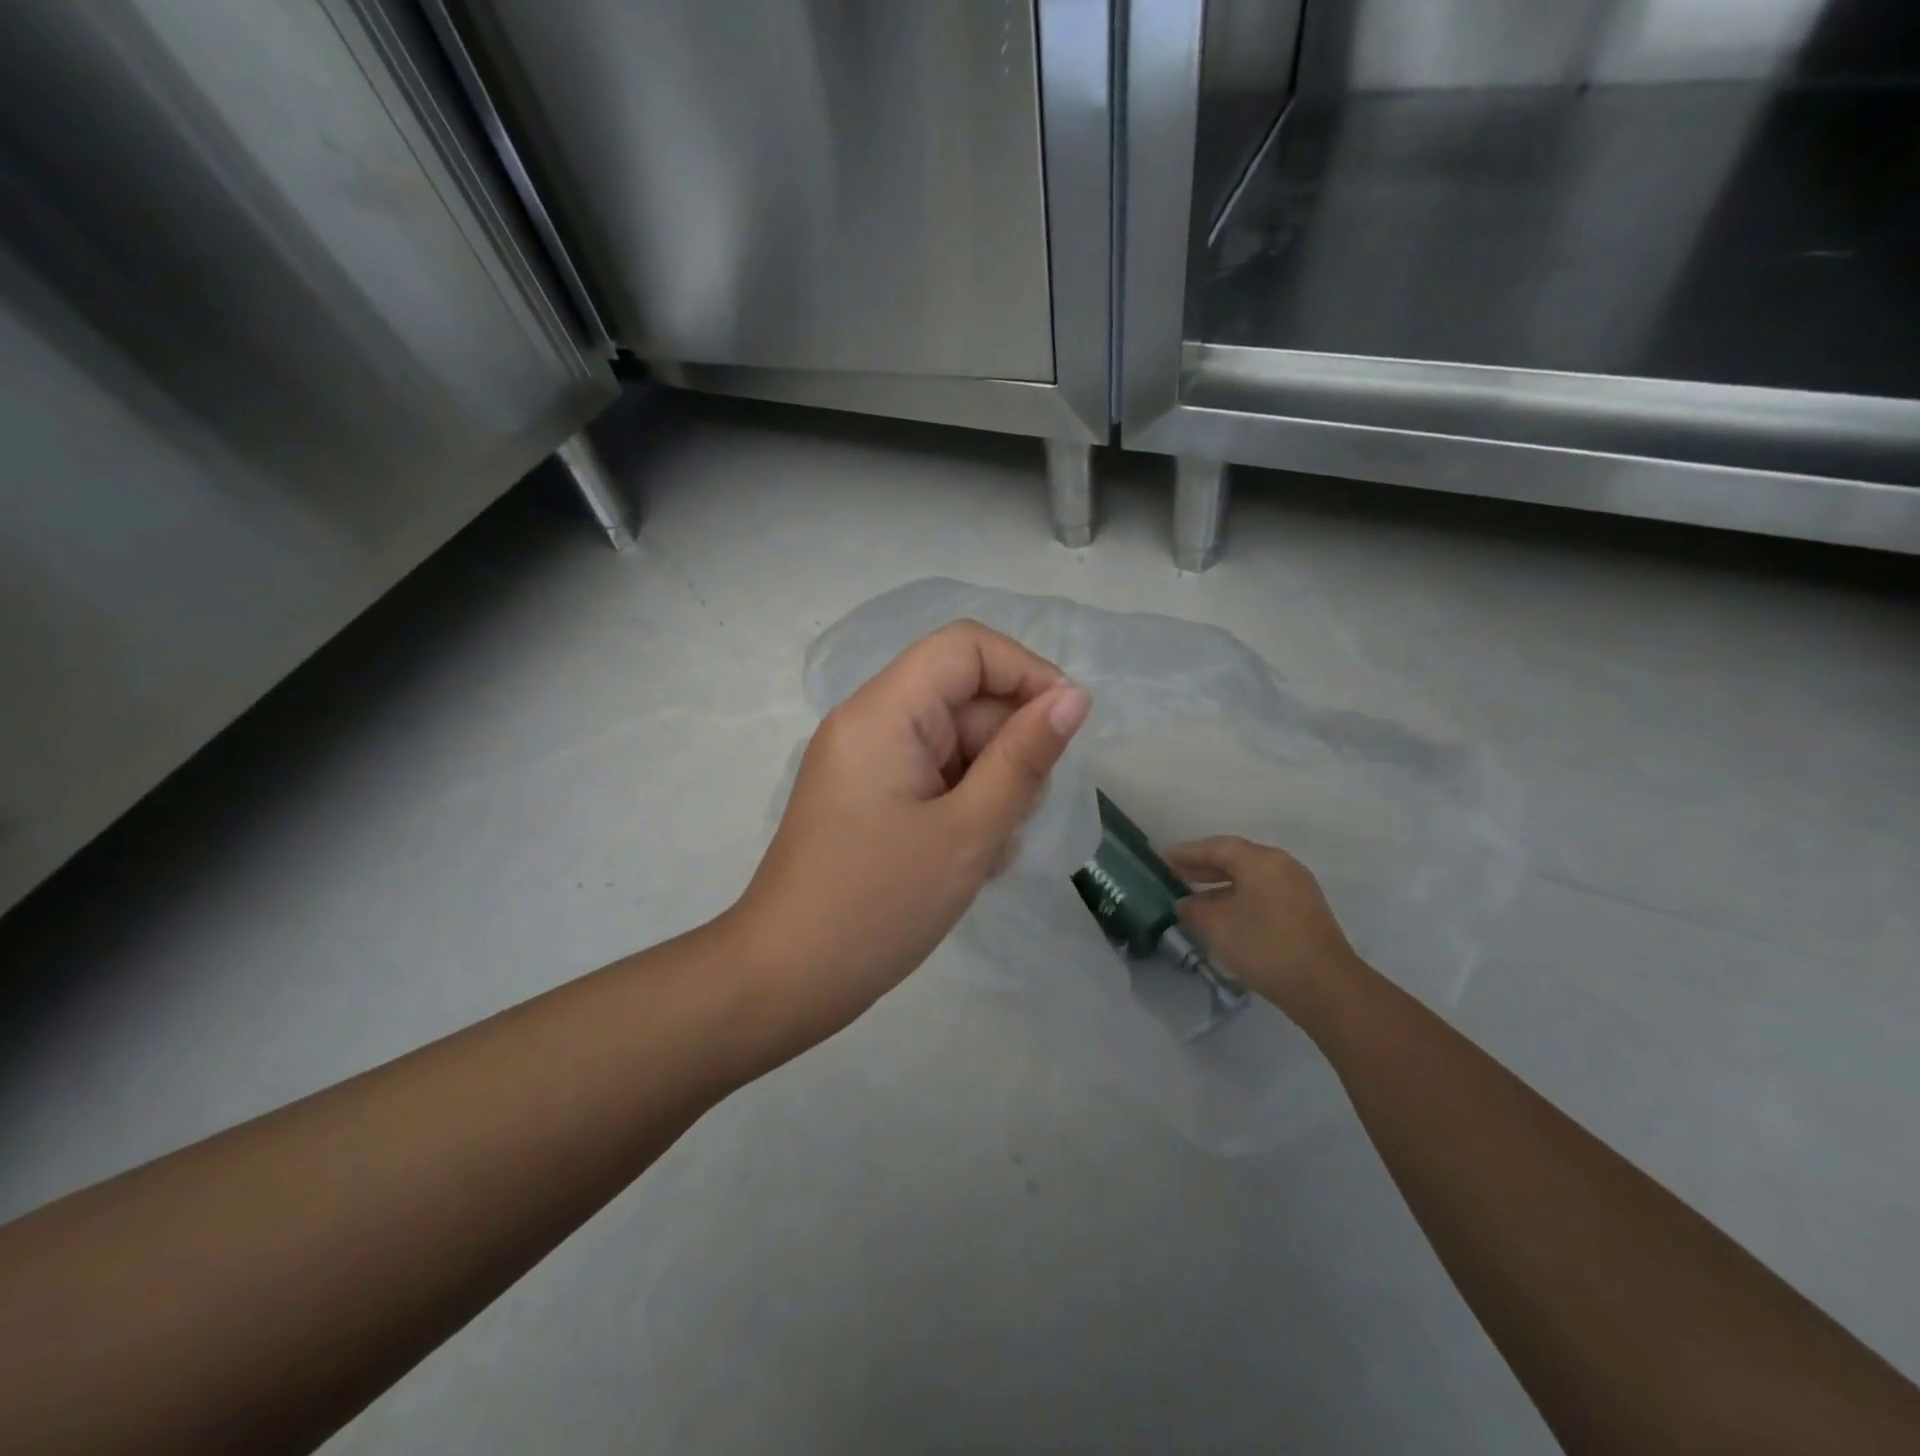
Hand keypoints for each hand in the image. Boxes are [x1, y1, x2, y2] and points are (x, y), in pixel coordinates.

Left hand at [730, 620, 1091, 1048]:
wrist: (785, 980)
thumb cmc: (877, 906)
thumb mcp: (968, 832)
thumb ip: (1024, 758)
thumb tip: (1074, 697)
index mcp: (884, 712)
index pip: (965, 647)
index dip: (1024, 672)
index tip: (1063, 728)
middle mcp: (871, 722)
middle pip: (963, 698)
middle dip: (1007, 748)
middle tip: (1016, 818)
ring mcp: (867, 761)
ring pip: (955, 743)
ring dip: (989, 786)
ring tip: (987, 849)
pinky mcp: (869, 796)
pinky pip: (933, 776)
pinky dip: (963, 806)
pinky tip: (968, 858)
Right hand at [1163, 837, 1362, 1023]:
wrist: (1324, 987)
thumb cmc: (1265, 946)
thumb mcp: (1216, 926)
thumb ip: (1193, 909)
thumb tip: (1185, 903)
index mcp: (1261, 860)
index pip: (1217, 846)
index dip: (1188, 852)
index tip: (1163, 858)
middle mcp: (1281, 866)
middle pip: (1235, 858)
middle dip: (1203, 866)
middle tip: (1174, 875)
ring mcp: (1296, 888)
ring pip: (1250, 877)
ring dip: (1220, 884)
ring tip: (1193, 897)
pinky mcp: (1303, 911)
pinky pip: (1262, 893)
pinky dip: (1238, 897)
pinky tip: (1222, 916)